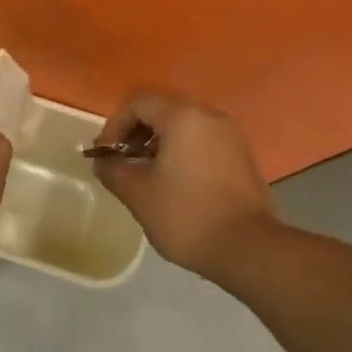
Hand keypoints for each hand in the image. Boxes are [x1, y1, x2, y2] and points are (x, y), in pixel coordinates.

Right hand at [93, 91, 275, 277]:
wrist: (248, 248)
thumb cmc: (186, 215)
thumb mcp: (138, 194)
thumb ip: (113, 170)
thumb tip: (103, 161)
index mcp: (183, 117)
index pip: (139, 103)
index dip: (115, 125)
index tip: (105, 154)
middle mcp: (209, 116)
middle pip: (162, 110)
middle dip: (136, 132)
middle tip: (122, 161)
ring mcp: (230, 135)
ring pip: (184, 126)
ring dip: (158, 143)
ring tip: (145, 174)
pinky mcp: (241, 156)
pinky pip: (202, 141)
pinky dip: (181, 152)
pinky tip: (173, 182)